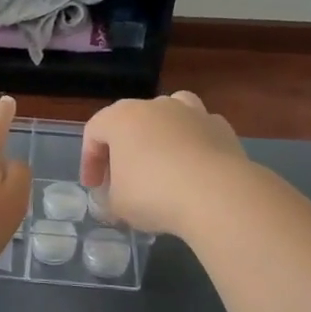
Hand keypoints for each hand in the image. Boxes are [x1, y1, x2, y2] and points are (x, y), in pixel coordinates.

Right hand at [80, 93, 248, 237]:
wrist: (217, 195)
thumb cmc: (154, 194)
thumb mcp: (118, 205)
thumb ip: (110, 198)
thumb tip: (115, 200)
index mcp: (121, 118)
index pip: (94, 132)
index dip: (89, 161)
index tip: (94, 187)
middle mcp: (155, 106)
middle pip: (130, 121)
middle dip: (123, 149)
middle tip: (122, 179)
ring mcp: (191, 112)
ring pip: (168, 115)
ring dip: (160, 135)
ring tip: (161, 161)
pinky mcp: (221, 127)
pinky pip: (198, 131)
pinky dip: (192, 144)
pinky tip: (194, 169)